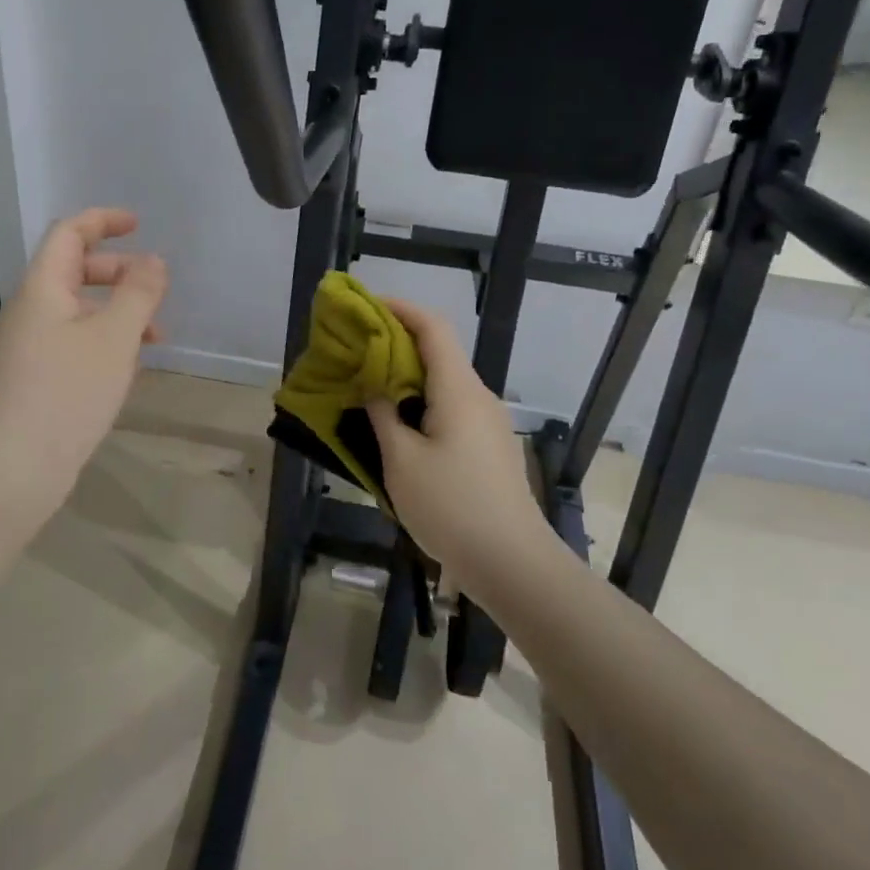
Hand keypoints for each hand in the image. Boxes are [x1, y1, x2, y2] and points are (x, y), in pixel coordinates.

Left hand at [0, 208, 168, 513]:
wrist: (13, 470)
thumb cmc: (67, 392)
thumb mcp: (115, 337)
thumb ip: (138, 293)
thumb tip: (153, 261)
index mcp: (43, 289)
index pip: (69, 234)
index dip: (103, 221)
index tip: (138, 224)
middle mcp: (30, 311)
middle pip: (74, 270)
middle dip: (118, 272)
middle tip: (154, 289)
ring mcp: (28, 347)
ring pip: (78, 311)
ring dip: (116, 312)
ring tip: (154, 338)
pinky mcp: (34, 379)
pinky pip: (73, 342)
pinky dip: (104, 341)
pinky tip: (126, 369)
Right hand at [367, 297, 548, 578]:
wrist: (512, 562)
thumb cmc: (451, 507)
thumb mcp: (401, 461)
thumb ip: (383, 415)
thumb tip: (374, 385)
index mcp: (459, 390)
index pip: (433, 328)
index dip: (401, 309)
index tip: (367, 307)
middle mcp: (479, 397)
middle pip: (439, 352)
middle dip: (398, 344)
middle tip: (357, 351)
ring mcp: (489, 423)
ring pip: (445, 383)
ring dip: (408, 378)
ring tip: (370, 389)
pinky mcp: (490, 447)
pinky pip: (452, 408)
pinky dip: (422, 403)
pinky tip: (399, 428)